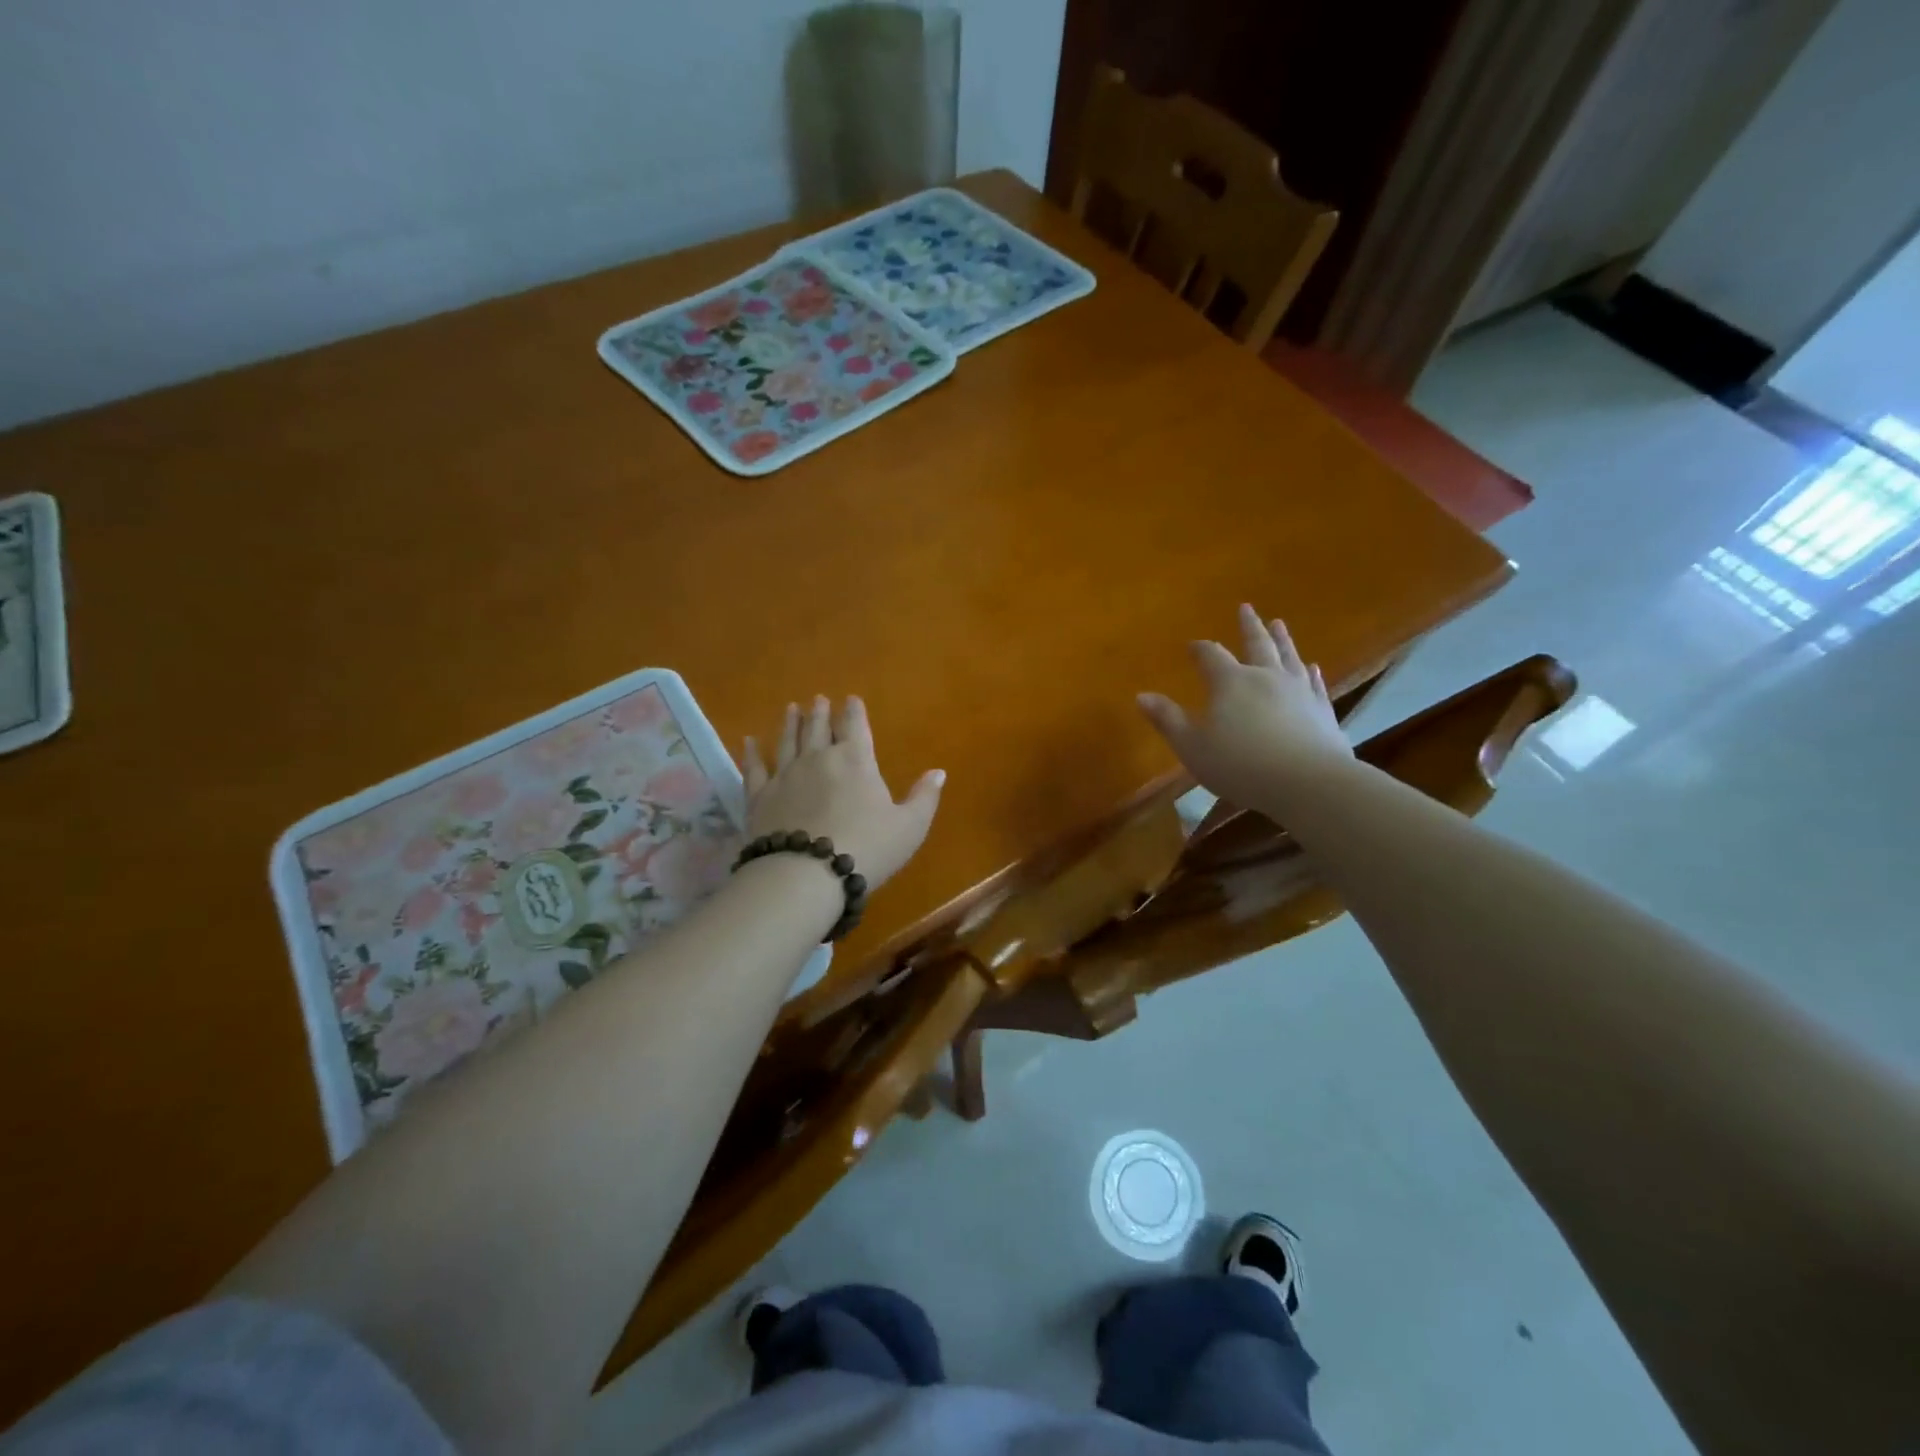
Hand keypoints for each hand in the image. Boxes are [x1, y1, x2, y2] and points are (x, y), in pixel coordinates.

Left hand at [742, 696, 944, 892]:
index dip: (854, 711)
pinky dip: (752, 753)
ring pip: (787, 741)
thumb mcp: (910, 827)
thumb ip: (924, 797)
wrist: (806, 874)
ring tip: (791, 709)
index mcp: (856, 761)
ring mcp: (785, 775)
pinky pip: (755, 768)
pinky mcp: (759, 796)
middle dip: (821, 713)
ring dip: (790, 724)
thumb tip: (939, 772)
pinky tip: (749, 741)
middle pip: (819, 729)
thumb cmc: (867, 848)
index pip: (856, 726)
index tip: (851, 698)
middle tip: (818, 699)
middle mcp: (818, 758)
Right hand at [1137, 605, 1352, 807]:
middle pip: (1256, 643)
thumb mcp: (1192, 747)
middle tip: (1246, 607)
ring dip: (1282, 639)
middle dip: (1248, 626)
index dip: (1200, 649)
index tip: (1192, 645)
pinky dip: (1311, 672)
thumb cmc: (1240, 765)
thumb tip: (1141, 695)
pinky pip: (1315, 683)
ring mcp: (1298, 691)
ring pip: (1288, 656)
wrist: (1307, 782)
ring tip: (1279, 624)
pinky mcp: (1322, 709)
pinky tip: (1313, 667)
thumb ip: (1167, 719)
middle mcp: (1265, 677)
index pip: (1211, 655)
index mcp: (1230, 682)